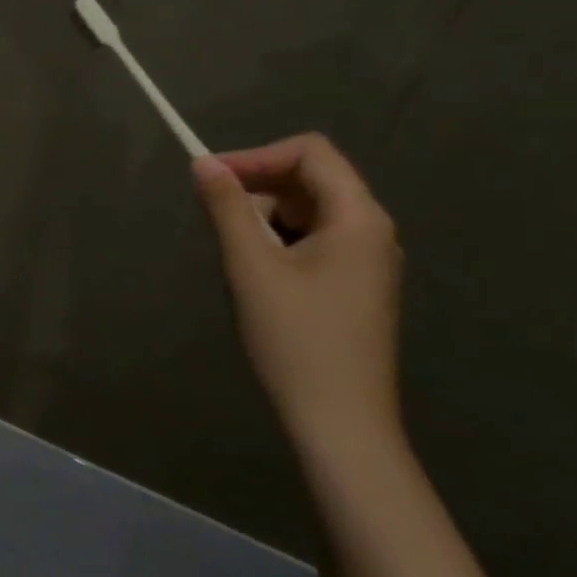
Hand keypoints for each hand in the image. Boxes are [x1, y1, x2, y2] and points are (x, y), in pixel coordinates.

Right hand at [192, 133, 402, 453]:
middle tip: (216, 221)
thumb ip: (226, 208)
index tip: (210, 178)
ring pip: (309, 212)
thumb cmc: (295, 339)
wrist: (340, 423)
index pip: (310, 152)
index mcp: (358, 219)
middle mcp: (372, 231)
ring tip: (236, 257)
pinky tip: (258, 278)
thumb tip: (203, 163)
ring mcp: (368, 261)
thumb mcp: (250, 267)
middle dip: (258, 189)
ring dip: (265, 219)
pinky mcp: (356, 286)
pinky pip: (315, 241)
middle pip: (310, 179)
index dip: (256, 156)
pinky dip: (280, 243)